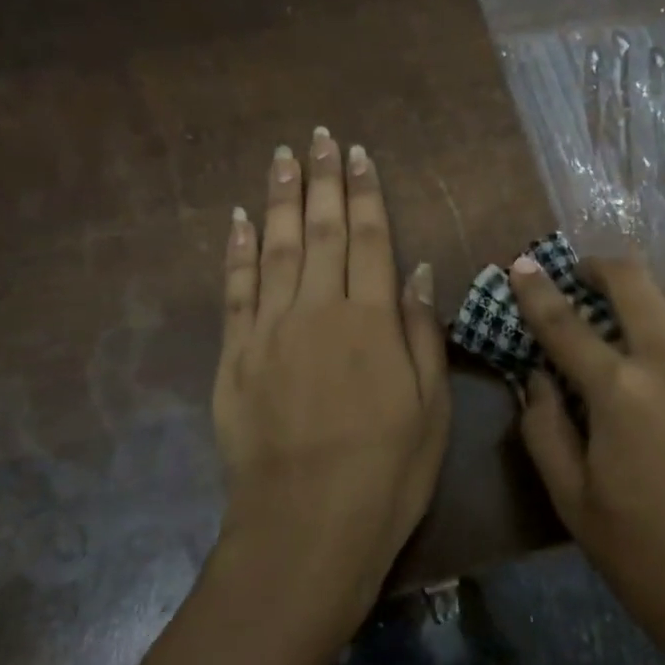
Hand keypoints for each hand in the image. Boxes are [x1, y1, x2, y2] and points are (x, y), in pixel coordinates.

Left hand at [211, 129, 449, 631]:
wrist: (307, 527)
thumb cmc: (387, 473)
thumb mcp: (430, 408)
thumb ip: (422, 333)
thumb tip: (419, 271)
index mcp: (373, 321)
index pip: (371, 239)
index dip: (365, 193)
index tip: (357, 154)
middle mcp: (319, 311)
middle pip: (320, 230)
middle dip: (320, 180)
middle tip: (317, 136)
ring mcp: (270, 331)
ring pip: (273, 248)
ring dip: (277, 199)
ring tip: (281, 157)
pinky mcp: (234, 357)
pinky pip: (235, 291)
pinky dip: (235, 251)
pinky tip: (236, 219)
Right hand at [508, 255, 664, 664]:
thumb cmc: (647, 558)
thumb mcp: (572, 501)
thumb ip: (543, 429)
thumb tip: (535, 376)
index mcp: (620, 391)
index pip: (564, 322)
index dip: (537, 289)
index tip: (524, 263)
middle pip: (635, 281)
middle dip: (603, 267)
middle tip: (591, 276)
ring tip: (661, 338)